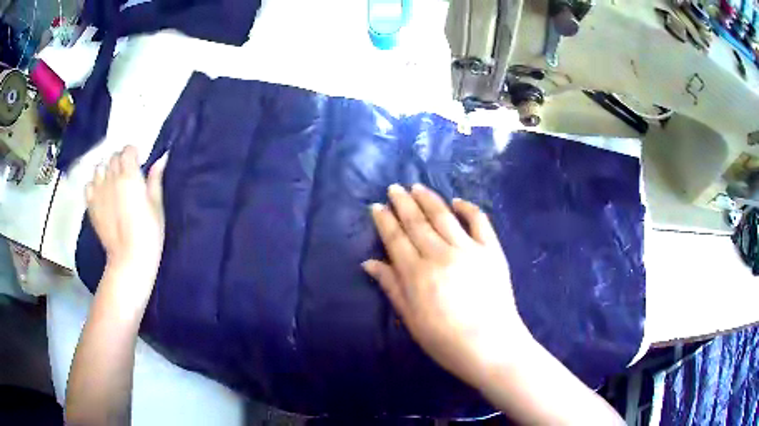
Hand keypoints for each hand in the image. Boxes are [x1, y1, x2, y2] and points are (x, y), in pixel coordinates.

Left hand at [85, 146, 167, 276]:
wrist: (129, 258)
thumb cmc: (149, 233)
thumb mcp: (157, 205)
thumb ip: (155, 179)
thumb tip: (161, 158)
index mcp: (129, 176)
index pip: (127, 150)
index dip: (133, 153)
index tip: (139, 162)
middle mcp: (112, 178)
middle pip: (113, 157)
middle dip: (120, 161)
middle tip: (127, 175)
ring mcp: (98, 191)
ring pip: (99, 168)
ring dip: (106, 171)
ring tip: (112, 183)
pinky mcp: (91, 205)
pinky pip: (88, 185)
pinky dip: (93, 185)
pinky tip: (101, 194)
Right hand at [363, 184, 535, 389]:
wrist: (491, 346)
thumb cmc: (445, 340)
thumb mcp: (410, 319)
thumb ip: (391, 287)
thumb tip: (369, 262)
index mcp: (417, 273)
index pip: (396, 239)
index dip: (385, 221)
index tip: (377, 206)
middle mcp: (440, 254)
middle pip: (417, 223)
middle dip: (403, 203)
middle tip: (394, 188)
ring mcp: (469, 249)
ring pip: (443, 216)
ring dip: (428, 199)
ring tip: (417, 187)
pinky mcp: (491, 250)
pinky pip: (479, 222)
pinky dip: (468, 208)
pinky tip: (457, 201)